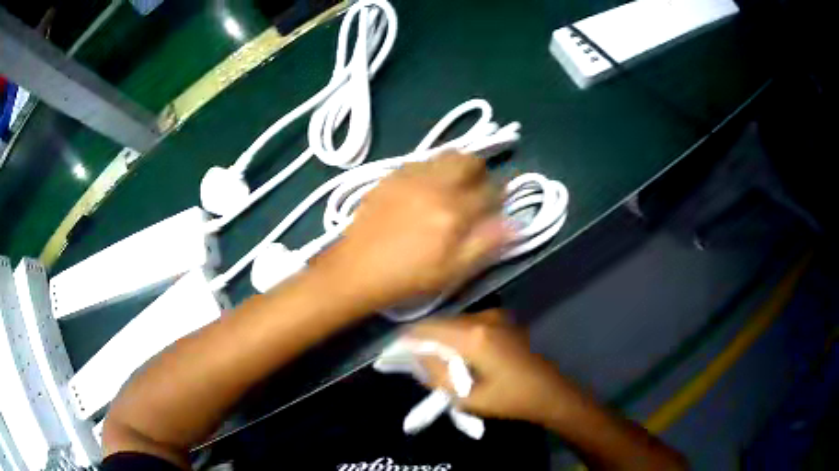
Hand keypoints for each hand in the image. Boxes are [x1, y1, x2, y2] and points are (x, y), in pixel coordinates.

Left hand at [313, 152, 509, 310]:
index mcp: (454, 212)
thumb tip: (514, 223)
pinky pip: (422, 160)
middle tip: (476, 190)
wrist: (357, 268)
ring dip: (458, 166)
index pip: (492, 191)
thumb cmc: (408, 276)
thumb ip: (486, 243)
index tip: (496, 206)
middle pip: (470, 161)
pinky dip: (433, 168)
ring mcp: (411, 176)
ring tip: (452, 186)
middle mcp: (435, 186)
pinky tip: (426, 187)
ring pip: (447, 155)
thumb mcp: (453, 271)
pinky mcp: (392, 175)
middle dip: (481, 173)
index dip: (499, 197)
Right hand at [405, 309, 588, 426]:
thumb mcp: (466, 397)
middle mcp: (483, 318)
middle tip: (411, 359)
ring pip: (454, 322)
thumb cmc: (508, 400)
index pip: (427, 329)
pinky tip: (456, 354)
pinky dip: (456, 335)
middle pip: (440, 322)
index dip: (407, 339)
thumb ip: (436, 375)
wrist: (548, 392)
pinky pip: (469, 323)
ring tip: (433, 359)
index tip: (394, 353)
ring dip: (440, 337)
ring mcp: (495, 316)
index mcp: (474, 336)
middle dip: (422, 338)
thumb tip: (416, 358)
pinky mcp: (502, 320)